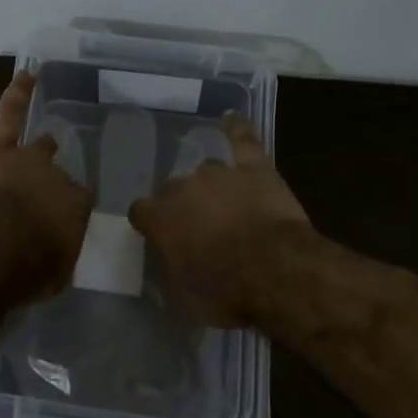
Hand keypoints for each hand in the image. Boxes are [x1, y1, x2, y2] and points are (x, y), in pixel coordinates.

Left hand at [0, 71, 91, 285]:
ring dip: (40, 148)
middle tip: (45, 193)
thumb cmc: (24, 269)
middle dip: (53, 183)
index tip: (59, 221)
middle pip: (59, 175)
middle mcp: (57, 178)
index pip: (77, 204)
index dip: (67, 210)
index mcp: (74, 209)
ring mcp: (27, 156)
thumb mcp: (53, 274)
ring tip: (46, 143)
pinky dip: (19, 93)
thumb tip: (56, 254)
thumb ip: (58, 257)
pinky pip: (11, 112)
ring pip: (38, 146)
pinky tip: (27, 75)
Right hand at [128, 112, 312, 326]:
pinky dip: (236, 128)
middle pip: (173, 189)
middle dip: (182, 206)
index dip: (150, 224)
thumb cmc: (225, 291)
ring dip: (211, 187)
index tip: (158, 237)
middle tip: (199, 229)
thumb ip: (168, 276)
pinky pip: (242, 139)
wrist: (276, 271)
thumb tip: (165, 269)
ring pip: (206, 172)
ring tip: (224, 204)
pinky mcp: (254, 167)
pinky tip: (231, 117)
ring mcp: (219, 173)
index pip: (141, 212)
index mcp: (160, 217)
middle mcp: (182, 187)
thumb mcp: (183, 299)